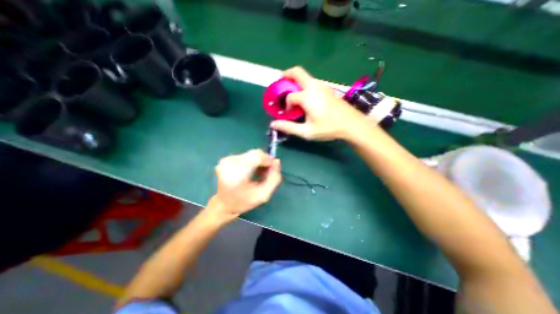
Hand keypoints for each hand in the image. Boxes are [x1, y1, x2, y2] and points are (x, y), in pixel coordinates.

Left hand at [206, 149, 281, 221]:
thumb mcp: (264, 195)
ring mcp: (226, 159)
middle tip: (266, 173)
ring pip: (251, 154)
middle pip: (255, 153)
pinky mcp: (226, 158)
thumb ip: (274, 178)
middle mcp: (230, 163)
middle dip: (264, 161)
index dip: (267, 160)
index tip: (272, 169)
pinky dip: (252, 161)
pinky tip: (251, 171)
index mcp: (237, 174)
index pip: (257, 156)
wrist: (223, 204)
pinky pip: (245, 155)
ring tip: (258, 174)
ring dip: (258, 161)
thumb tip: (277, 161)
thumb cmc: (243, 202)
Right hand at [271, 67, 370, 140]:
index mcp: (307, 97)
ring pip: (305, 76)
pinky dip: (304, 84)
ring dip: (296, 81)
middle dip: (286, 75)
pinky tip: (306, 97)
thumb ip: (289, 127)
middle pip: (297, 72)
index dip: (286, 105)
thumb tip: (273, 124)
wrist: (351, 124)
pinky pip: (312, 82)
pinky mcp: (327, 88)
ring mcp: (322, 86)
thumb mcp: (307, 132)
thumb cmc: (329, 128)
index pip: (290, 97)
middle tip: (281, 84)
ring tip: (293, 93)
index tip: (290, 114)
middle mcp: (314, 87)